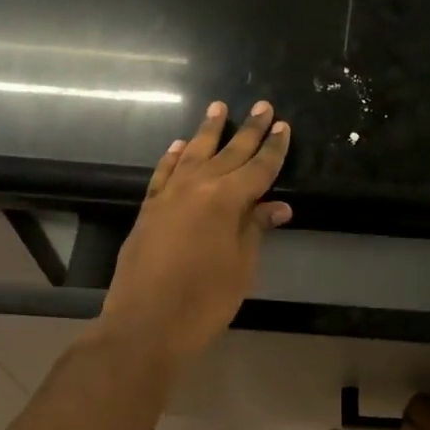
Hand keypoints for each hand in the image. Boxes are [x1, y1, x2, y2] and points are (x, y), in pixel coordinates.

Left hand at [99, 100, 291, 367]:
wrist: (146, 323)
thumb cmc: (205, 300)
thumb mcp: (241, 266)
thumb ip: (255, 229)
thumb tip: (276, 206)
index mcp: (226, 199)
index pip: (258, 168)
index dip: (273, 149)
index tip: (283, 127)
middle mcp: (196, 187)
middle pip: (228, 153)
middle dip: (248, 130)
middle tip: (263, 106)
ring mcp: (168, 196)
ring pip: (193, 154)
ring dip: (208, 132)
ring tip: (218, 108)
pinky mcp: (149, 210)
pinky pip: (164, 173)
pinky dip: (174, 157)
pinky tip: (180, 146)